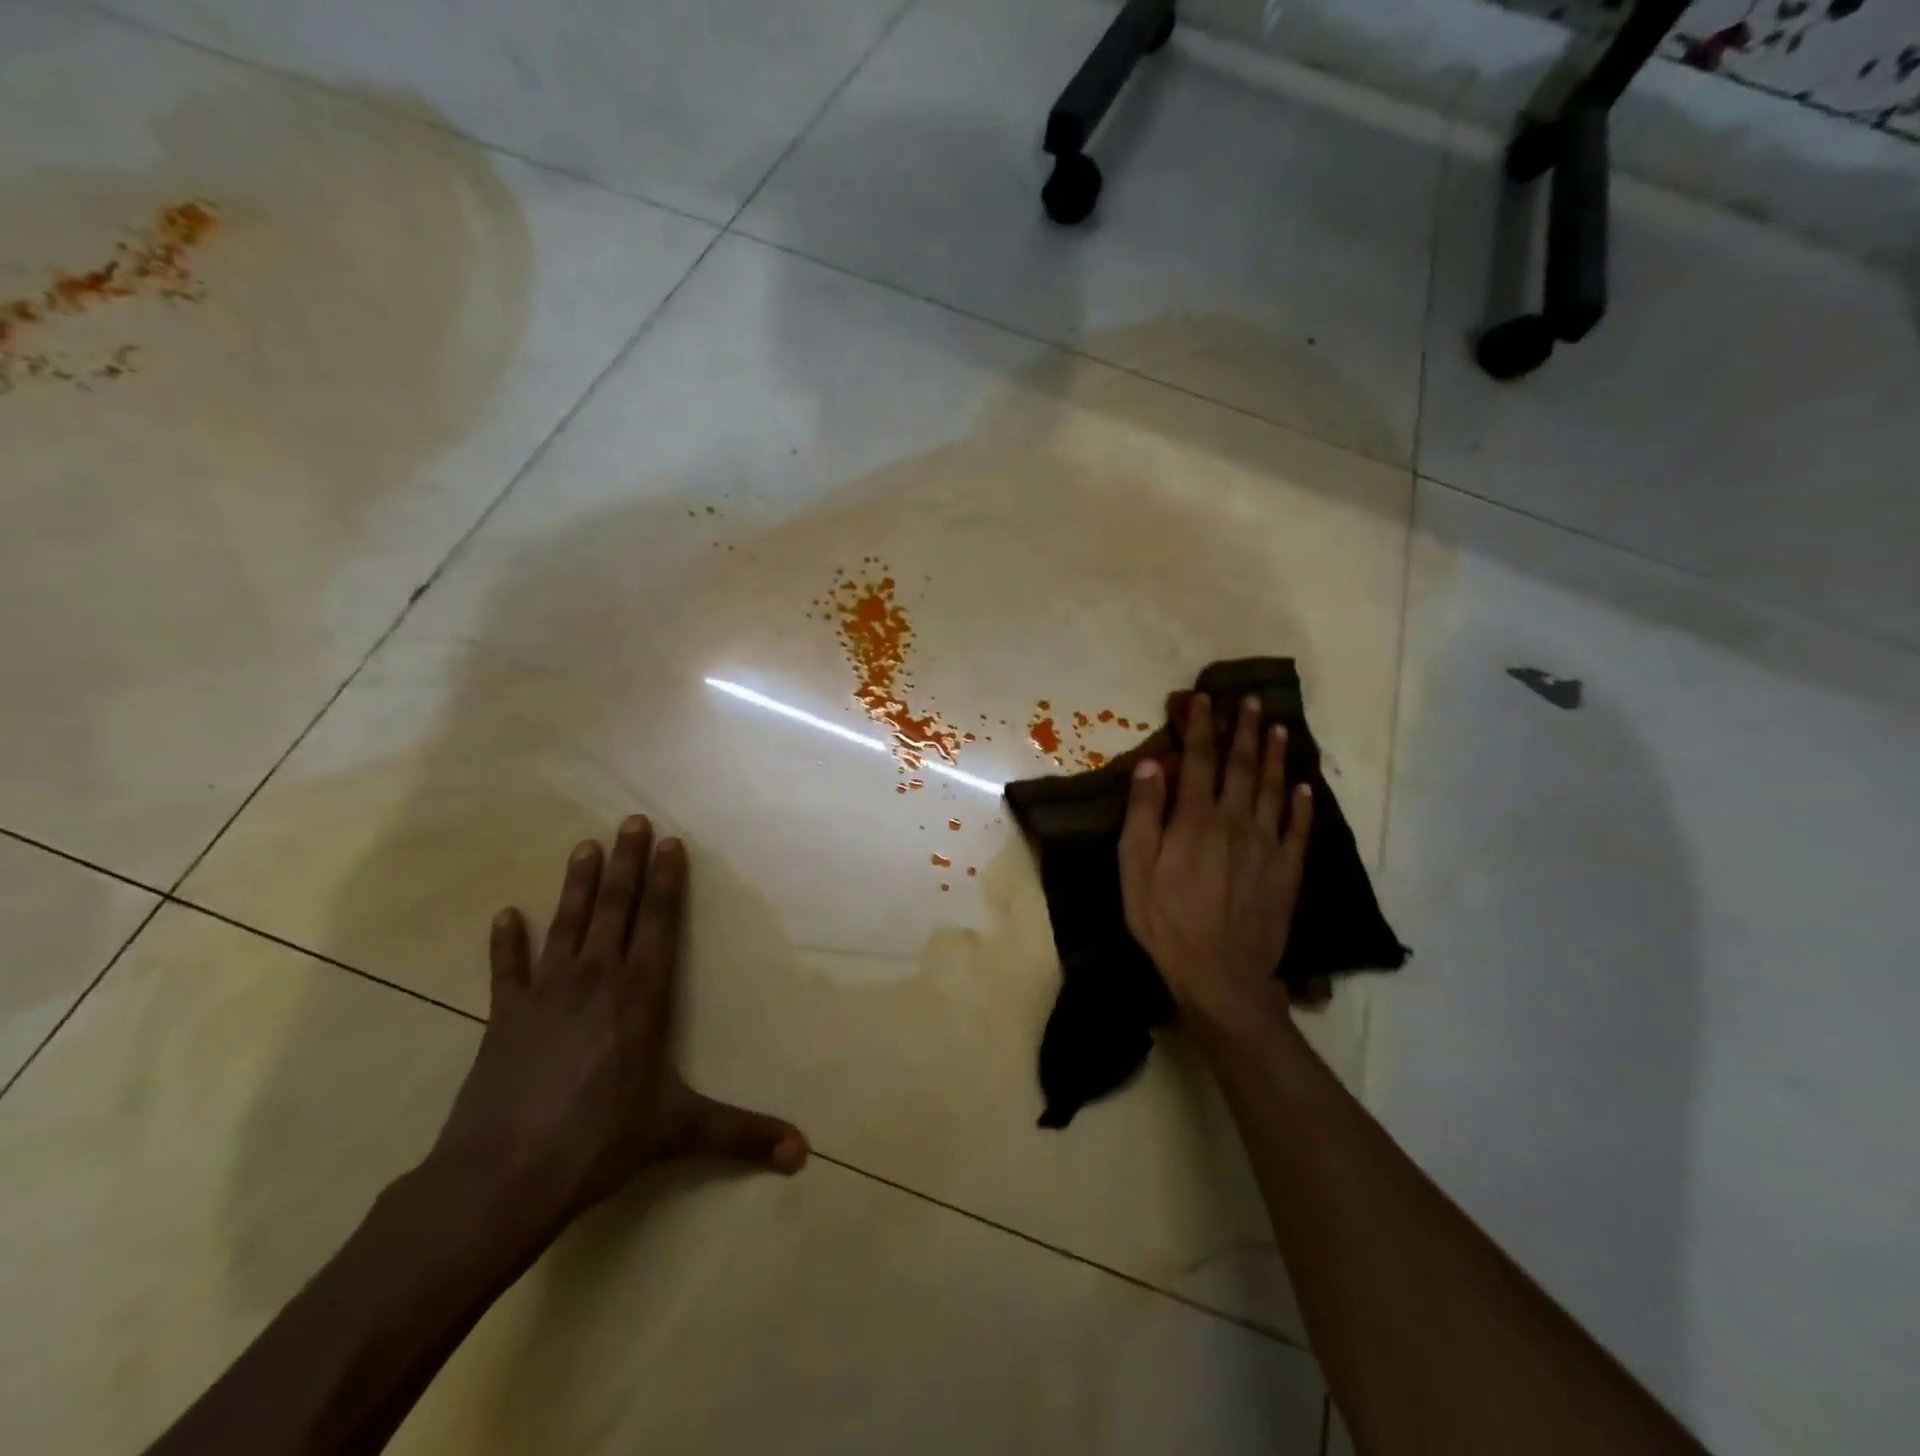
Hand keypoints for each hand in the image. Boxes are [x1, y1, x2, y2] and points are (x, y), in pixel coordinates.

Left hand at [430, 816, 807, 1228]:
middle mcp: (597, 979)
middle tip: (632, 821)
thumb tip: (803, 1154)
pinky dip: (506, 942)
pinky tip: (504, 915)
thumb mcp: (679, 1132)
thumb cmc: (601, 1142)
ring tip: (585, 846)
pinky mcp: (504, 1017)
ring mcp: (546, 993)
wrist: (503, 1176)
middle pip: (616, 908)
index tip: (670, 842)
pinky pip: (506, 969)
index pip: (659, 923)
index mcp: (642, 994)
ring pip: (567, 924)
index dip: (666, 881)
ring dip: (578, 884)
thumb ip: (742, 1134)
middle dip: (628, 863)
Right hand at [1118, 693, 1313, 1035]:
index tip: (1203, 698)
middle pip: (1242, 766)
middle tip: (1251, 701)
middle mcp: (1236, 821)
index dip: (1201, 726)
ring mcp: (1267, 845)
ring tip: (1279, 728)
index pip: (1200, 759)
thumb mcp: (1135, 868)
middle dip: (1245, 730)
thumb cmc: (1166, 921)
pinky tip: (1304, 788)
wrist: (1220, 974)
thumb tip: (1153, 764)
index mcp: (1196, 818)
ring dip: (1275, 756)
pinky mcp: (1287, 871)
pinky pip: (1298, 829)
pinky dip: (1302, 805)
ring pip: (1273, 789)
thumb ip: (1143, 813)